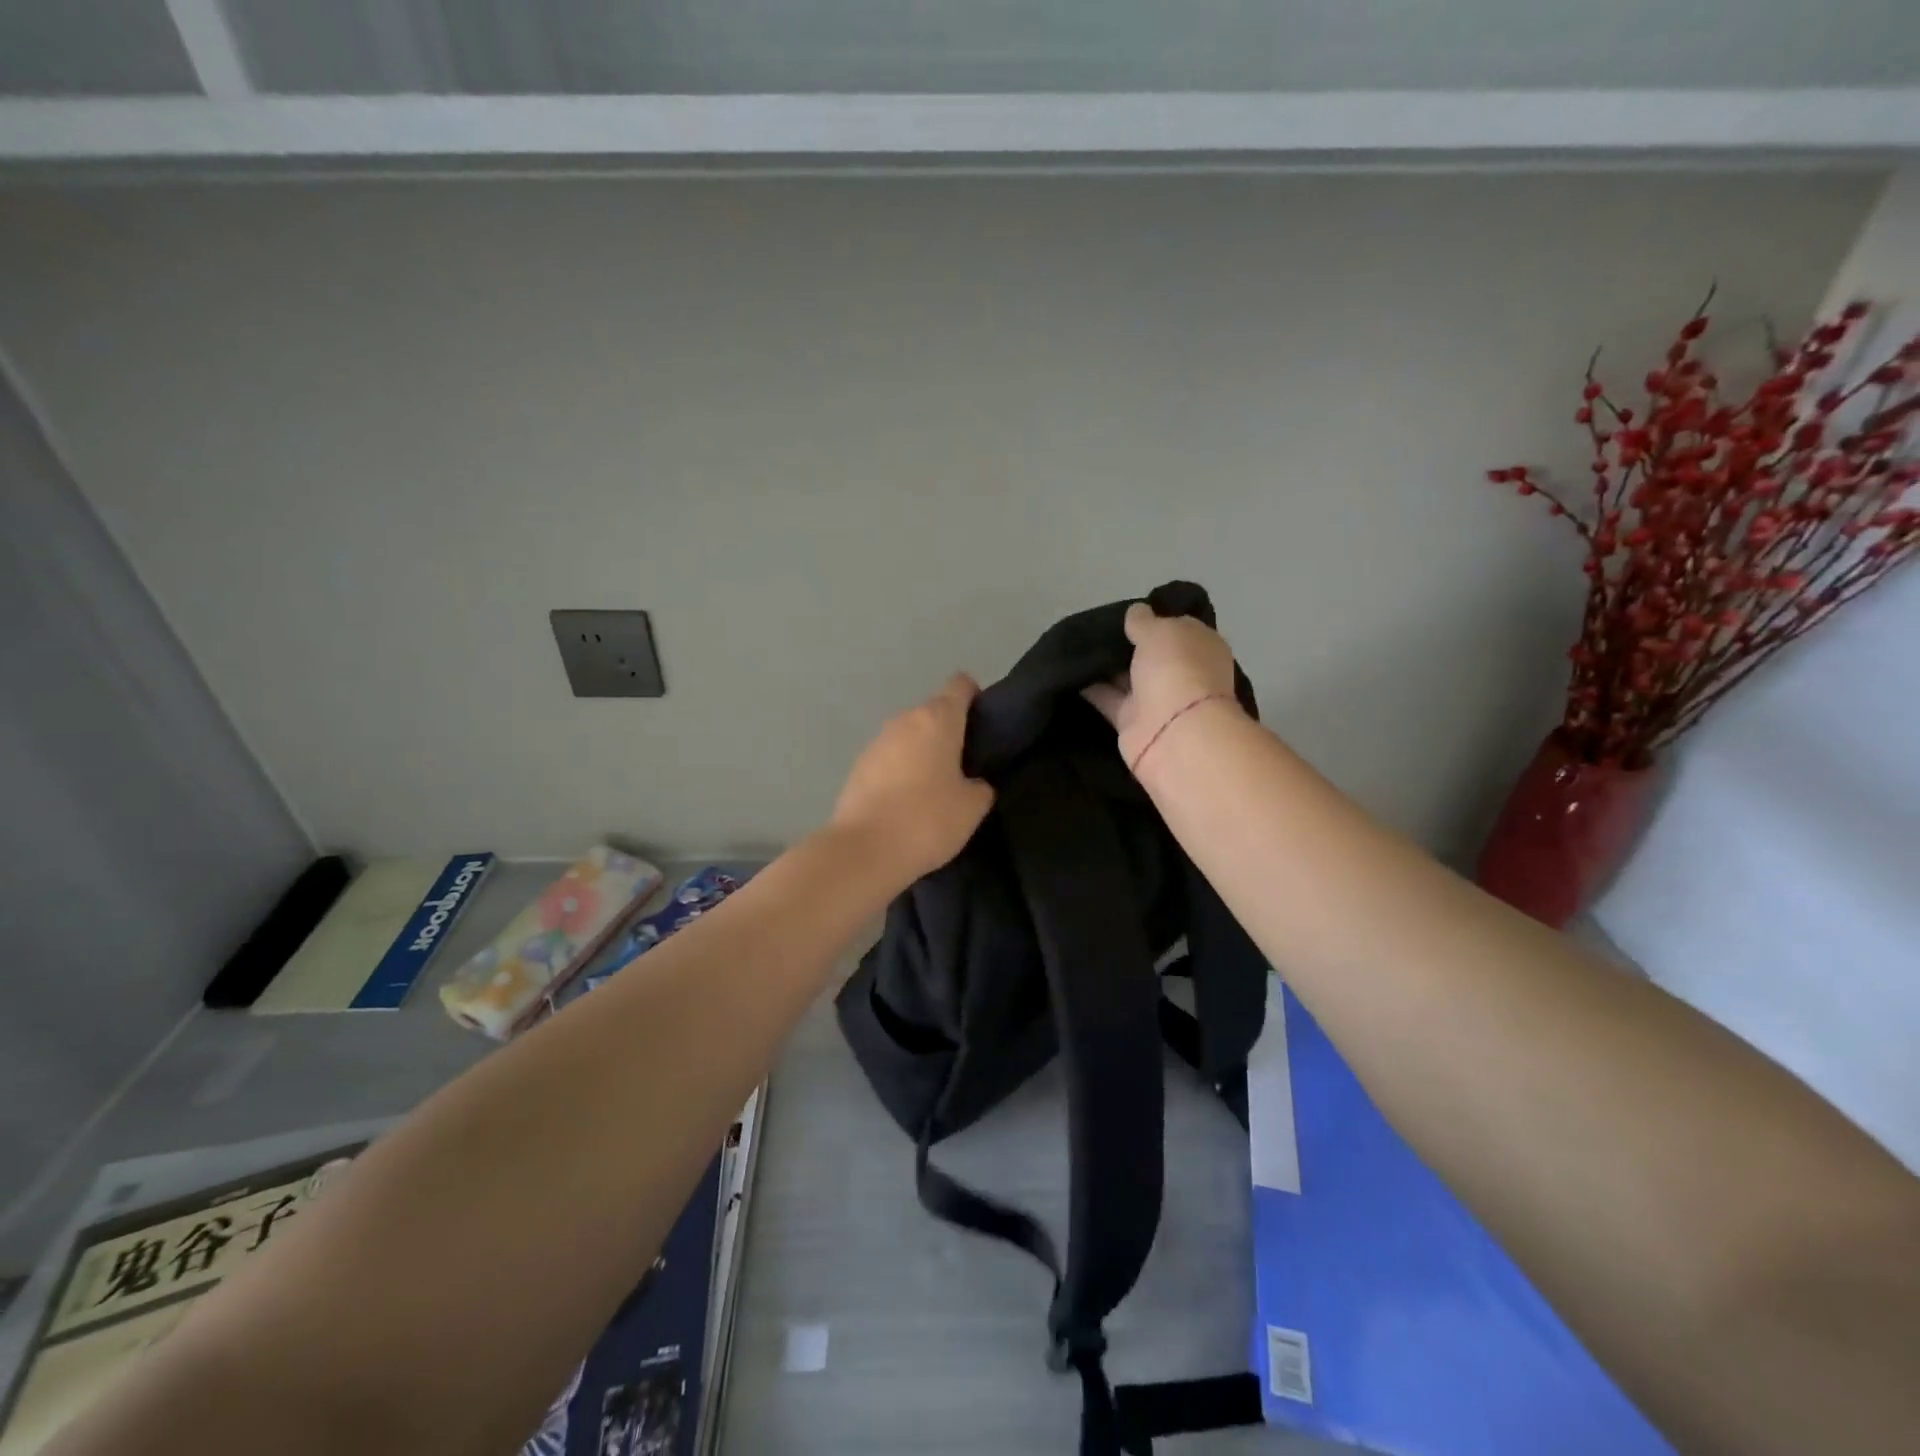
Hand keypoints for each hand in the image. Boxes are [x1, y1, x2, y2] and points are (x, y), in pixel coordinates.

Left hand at [831, 674, 995, 884]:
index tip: (984, 725)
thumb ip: (980, 785)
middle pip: (933, 712)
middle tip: (966, 766)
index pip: (960, 685)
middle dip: (950, 731)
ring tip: (935, 789)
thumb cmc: (927, 820)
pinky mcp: (857, 767)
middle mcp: (904, 720)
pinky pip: (889, 760)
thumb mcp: (972, 807)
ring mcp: (876, 742)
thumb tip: (973, 782)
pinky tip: (906, 803)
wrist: (864, 850)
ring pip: (909, 736)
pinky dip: (900, 772)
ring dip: (922, 753)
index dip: (975, 697)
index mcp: (937, 719)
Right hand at [1083, 603, 1241, 771]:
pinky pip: (1109, 698)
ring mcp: (1157, 699)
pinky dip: (1091, 688)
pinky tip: (1068, 671)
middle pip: (1150, 654)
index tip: (1124, 613)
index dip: (1153, 619)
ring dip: (1105, 665)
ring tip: (1075, 646)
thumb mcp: (1159, 631)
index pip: (1177, 627)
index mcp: (1200, 646)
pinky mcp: (1132, 721)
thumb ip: (1143, 621)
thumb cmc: (1176, 669)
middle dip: (1125, 643)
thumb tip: (1136, 612)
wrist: (1173, 733)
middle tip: (1092, 628)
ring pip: (1127, 676)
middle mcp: (1181, 672)